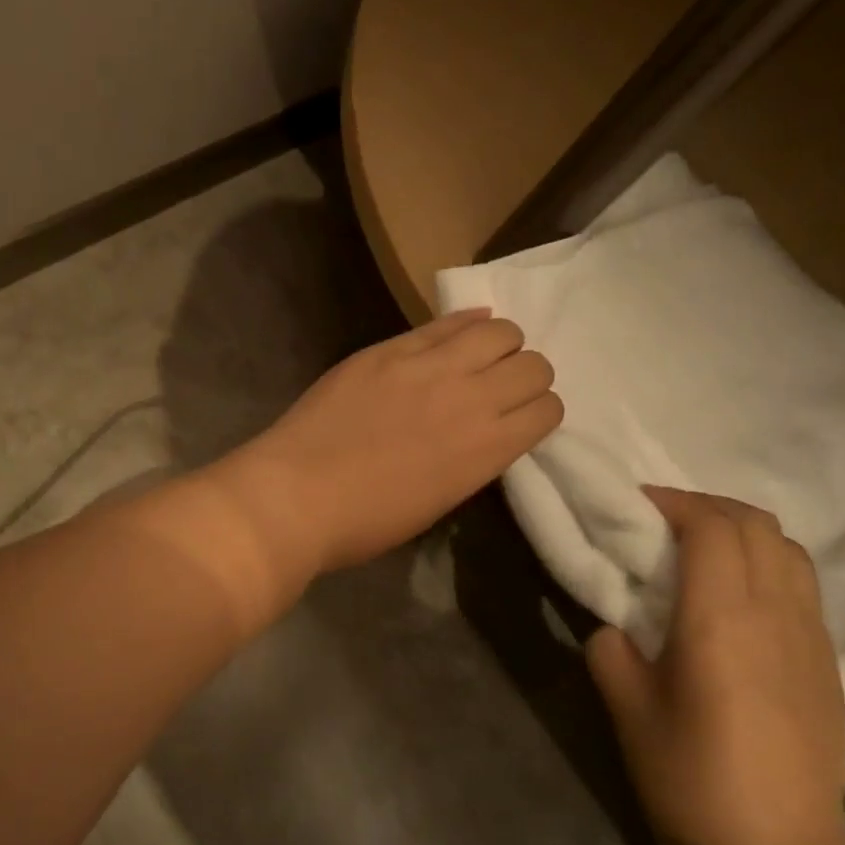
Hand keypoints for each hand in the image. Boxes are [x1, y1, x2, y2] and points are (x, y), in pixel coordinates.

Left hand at [221, 309, 562, 576]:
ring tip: (476, 357)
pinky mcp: (389, 348)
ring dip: (499, 344)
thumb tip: (479, 434)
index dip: (536, 413)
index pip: (548, 409)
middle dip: (524, 376)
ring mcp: (428, 366)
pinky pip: (444, 322)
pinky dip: (462, 323)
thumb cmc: (364, 521)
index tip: (517, 420)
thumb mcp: (437, 501)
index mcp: (487, 450)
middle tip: (497, 387)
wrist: (296, 495)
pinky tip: (457, 332)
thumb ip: (470, 460)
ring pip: (498, 330)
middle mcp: (471, 398)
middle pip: (533, 364)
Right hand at [587, 487, 844, 844]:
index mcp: (722, 619)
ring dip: (742, 532)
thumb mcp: (626, 708)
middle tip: (662, 520)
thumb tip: (617, 628)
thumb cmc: (689, 778)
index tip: (636, 504)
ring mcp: (812, 639)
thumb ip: (612, 650)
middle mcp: (777, 615)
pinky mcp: (828, 665)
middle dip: (706, 506)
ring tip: (700, 550)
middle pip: (757, 525)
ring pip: (789, 550)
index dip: (673, 501)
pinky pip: (802, 586)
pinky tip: (735, 599)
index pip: (712, 527)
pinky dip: (766, 564)